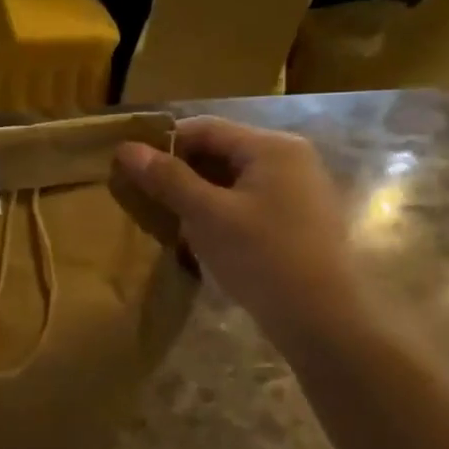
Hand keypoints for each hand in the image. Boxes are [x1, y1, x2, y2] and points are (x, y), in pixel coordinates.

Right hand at [116, 117, 364, 348]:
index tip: (129, 165)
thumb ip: (167, 179)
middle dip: (179, 170)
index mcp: (272, 147)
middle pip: (221, 151)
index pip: (205, 128)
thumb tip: (126, 148)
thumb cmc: (262, 257)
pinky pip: (247, 202)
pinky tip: (197, 234)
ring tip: (164, 215)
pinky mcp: (297, 220)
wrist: (322, 320)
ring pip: (232, 179)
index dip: (163, 142)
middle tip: (142, 194)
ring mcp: (297, 191)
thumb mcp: (207, 216)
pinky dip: (218, 211)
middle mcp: (290, 159)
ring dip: (196, 193)